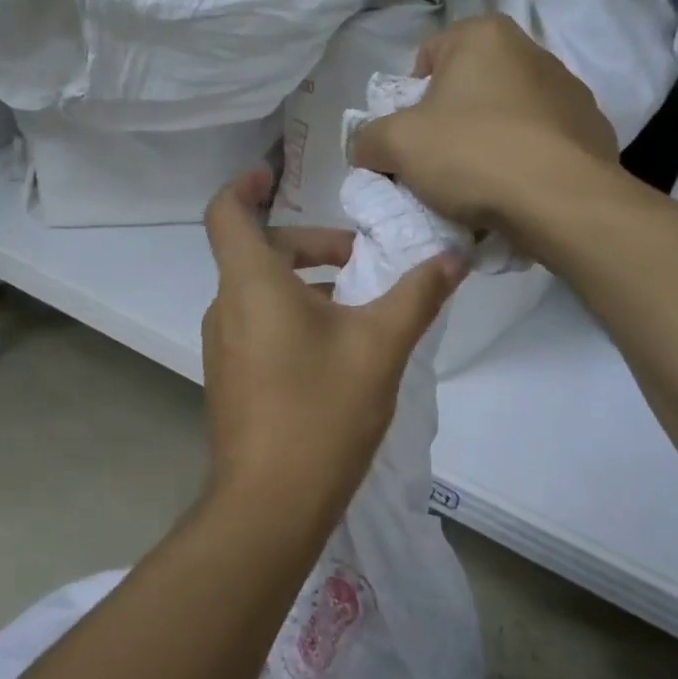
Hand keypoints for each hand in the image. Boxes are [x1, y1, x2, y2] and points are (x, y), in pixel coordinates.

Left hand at [200, 170, 461, 520]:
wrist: (269, 505)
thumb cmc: (321, 411)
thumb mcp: (380, 345)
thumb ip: (418, 294)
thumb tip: (455, 256)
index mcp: (251, 284)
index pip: (227, 213)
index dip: (246, 185)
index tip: (275, 173)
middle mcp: (226, 308)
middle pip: (258, 253)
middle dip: (311, 245)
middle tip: (361, 260)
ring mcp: (222, 347)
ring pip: (260, 292)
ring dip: (306, 285)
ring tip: (361, 307)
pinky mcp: (230, 379)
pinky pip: (258, 325)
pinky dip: (293, 316)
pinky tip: (338, 350)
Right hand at [348, 13, 616, 231]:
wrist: (561, 201)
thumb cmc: (472, 155)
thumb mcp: (396, 146)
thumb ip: (368, 140)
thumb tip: (366, 149)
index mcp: (485, 36)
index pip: (427, 58)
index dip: (408, 101)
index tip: (410, 140)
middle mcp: (532, 51)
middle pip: (468, 89)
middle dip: (448, 124)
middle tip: (437, 167)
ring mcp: (570, 92)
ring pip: (506, 118)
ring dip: (487, 145)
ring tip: (477, 188)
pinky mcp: (593, 131)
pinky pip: (539, 145)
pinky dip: (522, 163)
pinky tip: (513, 194)